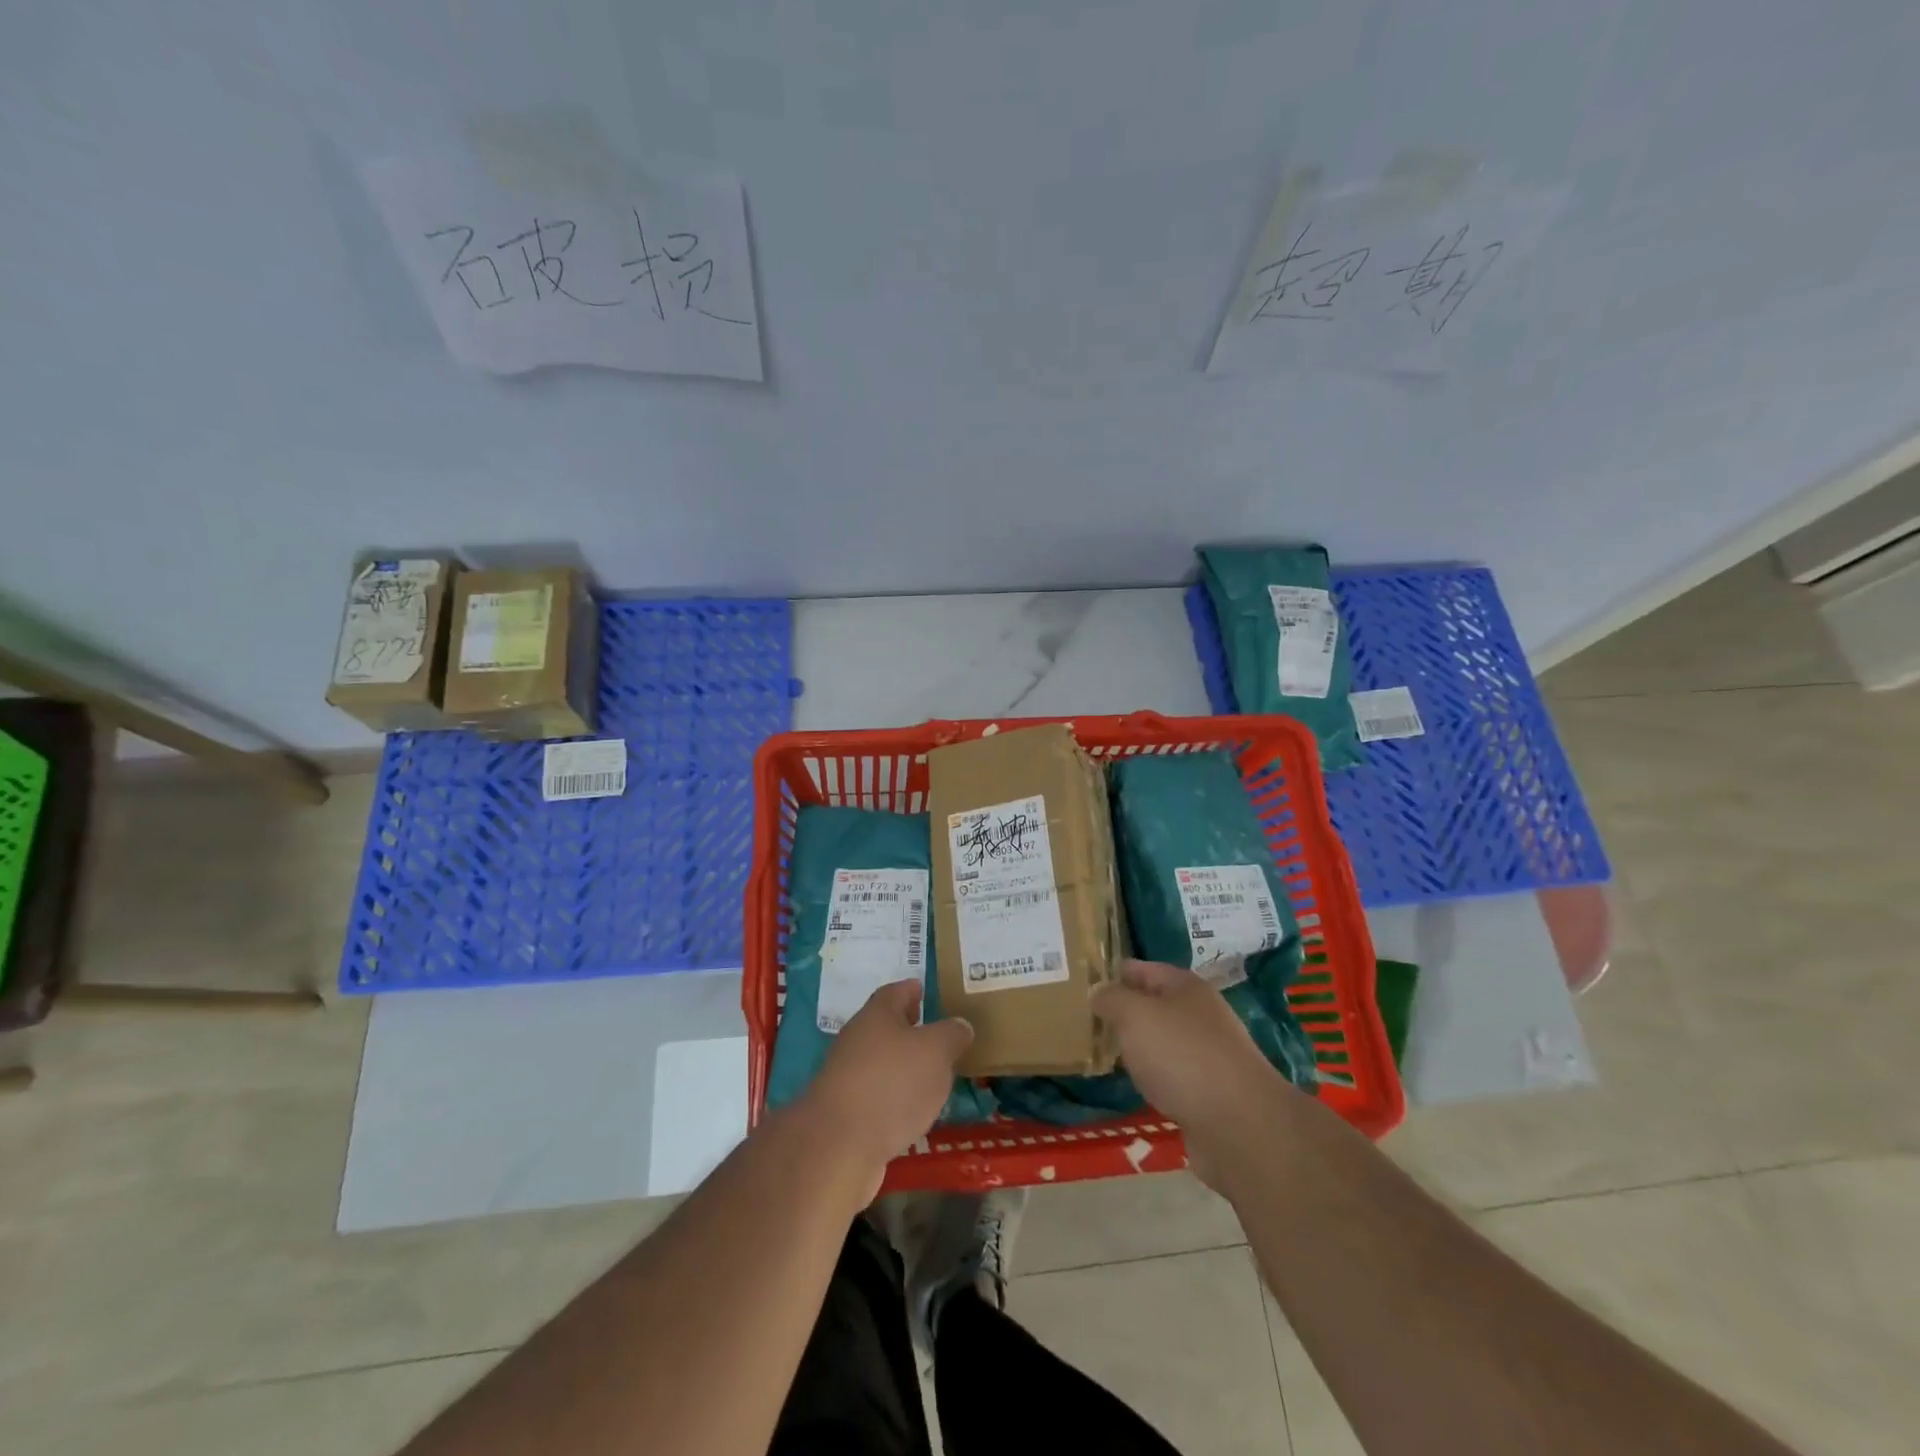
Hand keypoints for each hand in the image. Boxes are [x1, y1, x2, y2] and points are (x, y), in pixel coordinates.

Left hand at [800, 980, 972, 1198]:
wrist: (840, 1145)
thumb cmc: (893, 1082)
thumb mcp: (936, 1051)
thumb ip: (952, 1034)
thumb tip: (960, 1025)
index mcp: (877, 1015)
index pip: (895, 992)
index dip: (912, 990)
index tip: (924, 990)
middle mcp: (857, 1039)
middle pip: (884, 1026)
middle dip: (908, 1029)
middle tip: (935, 1034)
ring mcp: (846, 1077)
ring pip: (880, 1062)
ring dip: (902, 1066)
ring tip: (930, 1076)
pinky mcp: (845, 1113)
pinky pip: (875, 1095)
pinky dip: (893, 1098)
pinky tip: (911, 1112)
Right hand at [1092, 958, 1288, 1182]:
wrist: (1239, 1127)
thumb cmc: (1182, 1056)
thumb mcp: (1135, 1015)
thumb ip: (1111, 999)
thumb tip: (1098, 992)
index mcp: (1186, 987)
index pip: (1142, 968)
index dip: (1114, 972)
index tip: (1083, 980)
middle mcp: (1200, 1015)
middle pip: (1154, 1005)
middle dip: (1124, 1011)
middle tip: (1085, 1018)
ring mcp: (1208, 1055)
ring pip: (1163, 1041)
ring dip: (1138, 1046)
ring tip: (1104, 1051)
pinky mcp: (1210, 1093)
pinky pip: (1172, 1075)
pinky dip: (1153, 1077)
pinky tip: (1135, 1086)